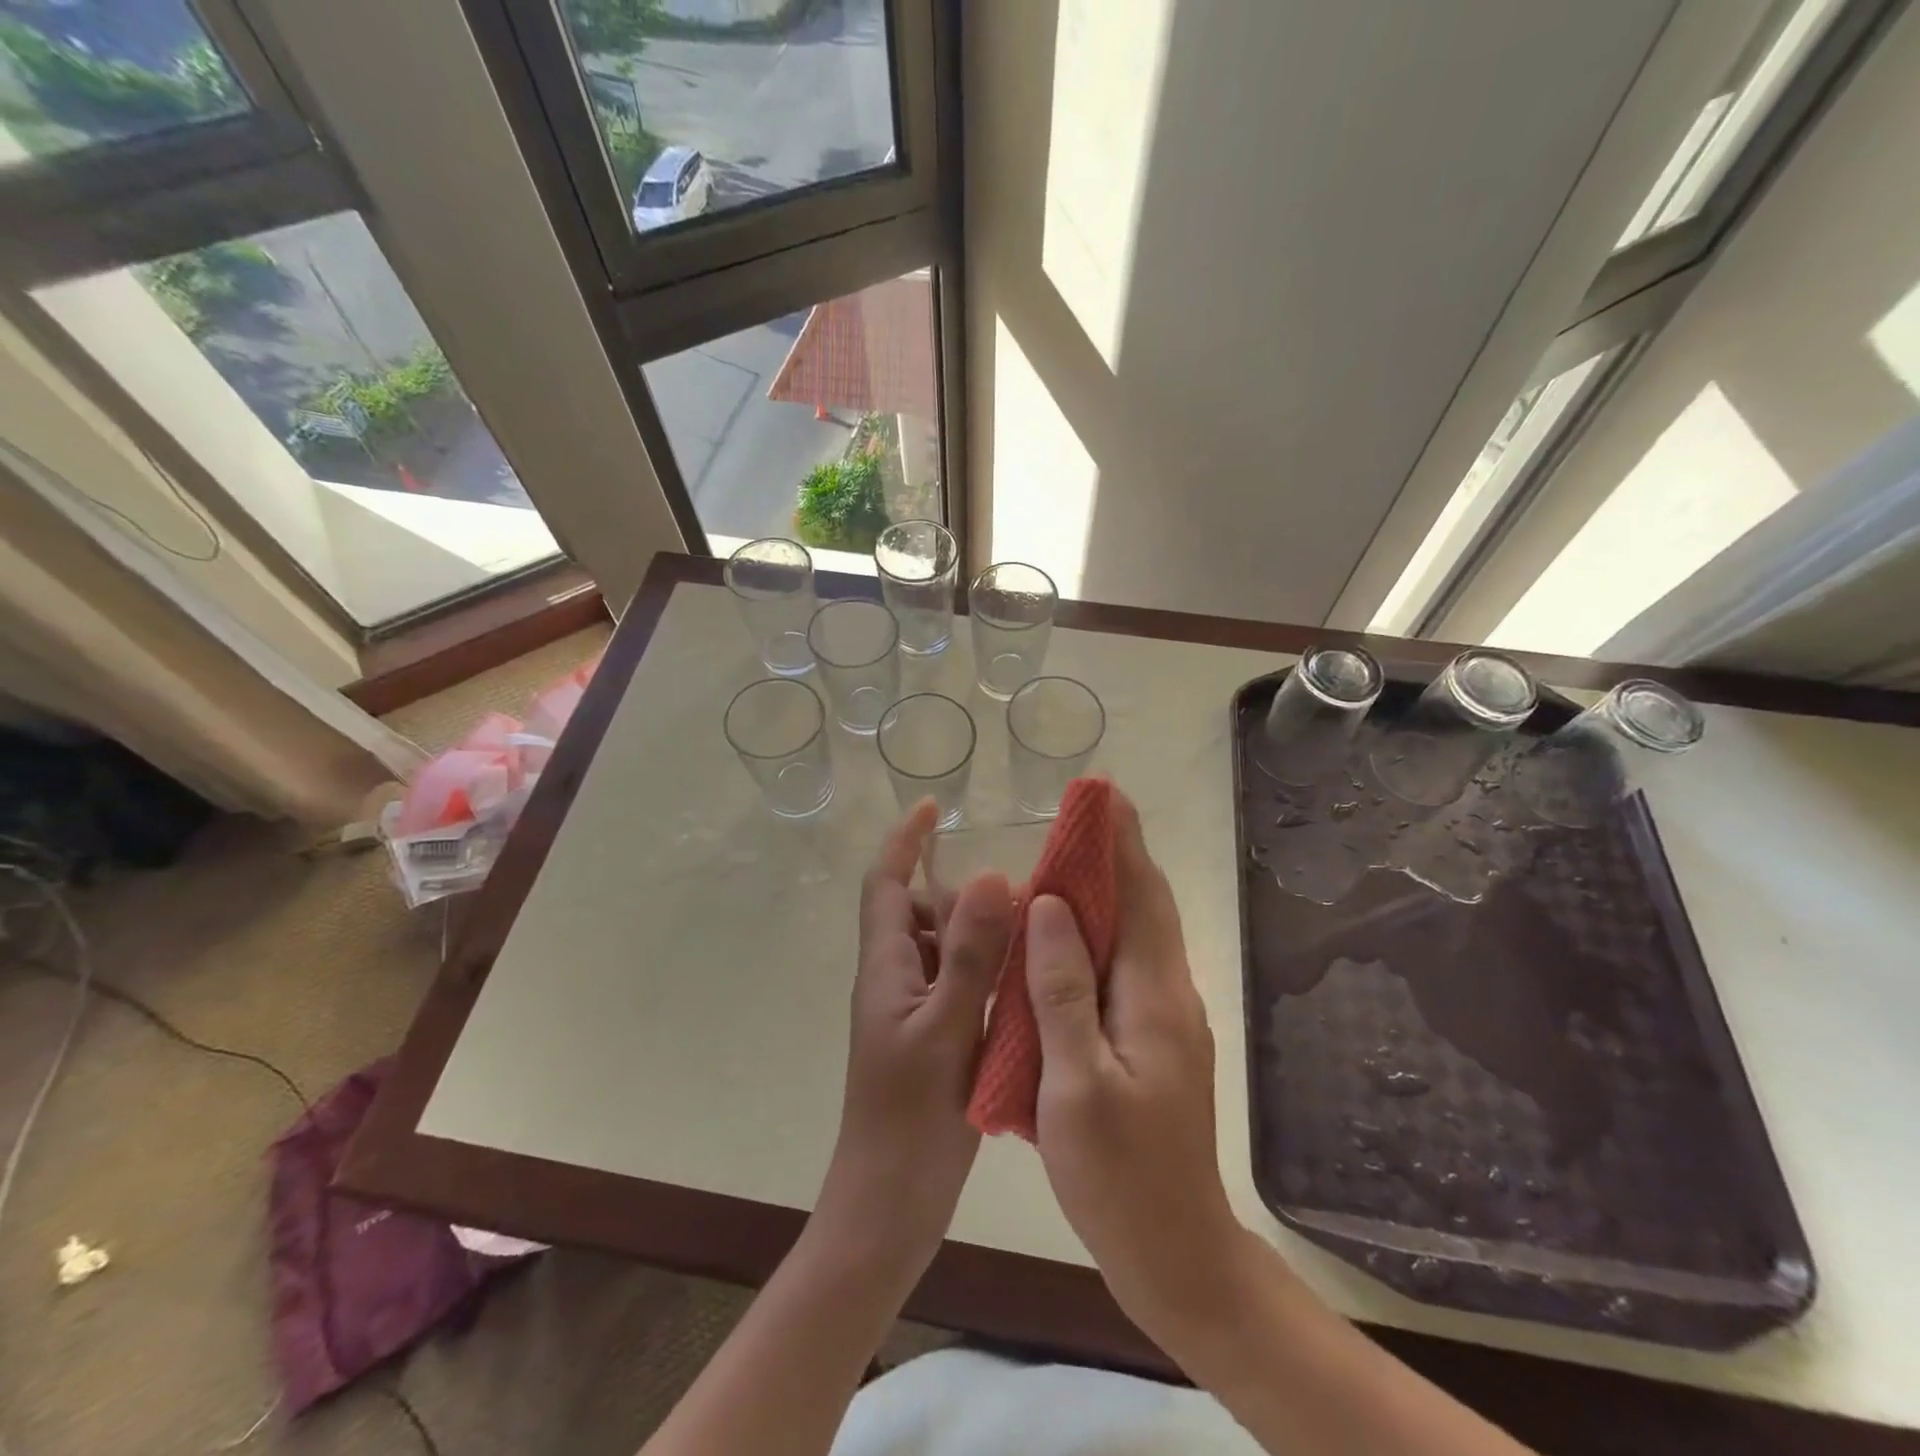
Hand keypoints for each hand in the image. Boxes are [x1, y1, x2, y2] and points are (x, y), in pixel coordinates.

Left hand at [817, 799, 1014, 1276]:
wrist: (888, 1206)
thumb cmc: (909, 1119)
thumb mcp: (945, 1028)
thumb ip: (968, 954)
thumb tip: (991, 876)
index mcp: (886, 967)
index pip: (886, 883)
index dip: (905, 840)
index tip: (934, 806)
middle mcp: (895, 979)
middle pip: (919, 910)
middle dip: (958, 888)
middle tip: (1016, 885)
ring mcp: (912, 1011)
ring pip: (942, 947)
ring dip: (977, 928)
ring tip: (1030, 926)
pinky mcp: (932, 1039)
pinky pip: (957, 982)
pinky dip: (986, 968)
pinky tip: (1025, 979)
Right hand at [1024, 792, 1251, 1344]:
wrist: (1176, 1254)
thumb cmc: (1120, 1175)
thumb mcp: (1076, 1083)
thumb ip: (1062, 989)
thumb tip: (1050, 904)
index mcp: (1154, 995)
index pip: (1139, 896)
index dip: (1120, 841)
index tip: (1102, 793)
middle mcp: (1168, 994)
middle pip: (1144, 905)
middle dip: (1118, 852)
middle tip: (1082, 812)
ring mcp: (1165, 1019)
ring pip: (1136, 934)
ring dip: (1109, 888)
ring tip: (1070, 857)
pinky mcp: (1153, 1041)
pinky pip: (1124, 966)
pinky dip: (1099, 932)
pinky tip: (1067, 937)